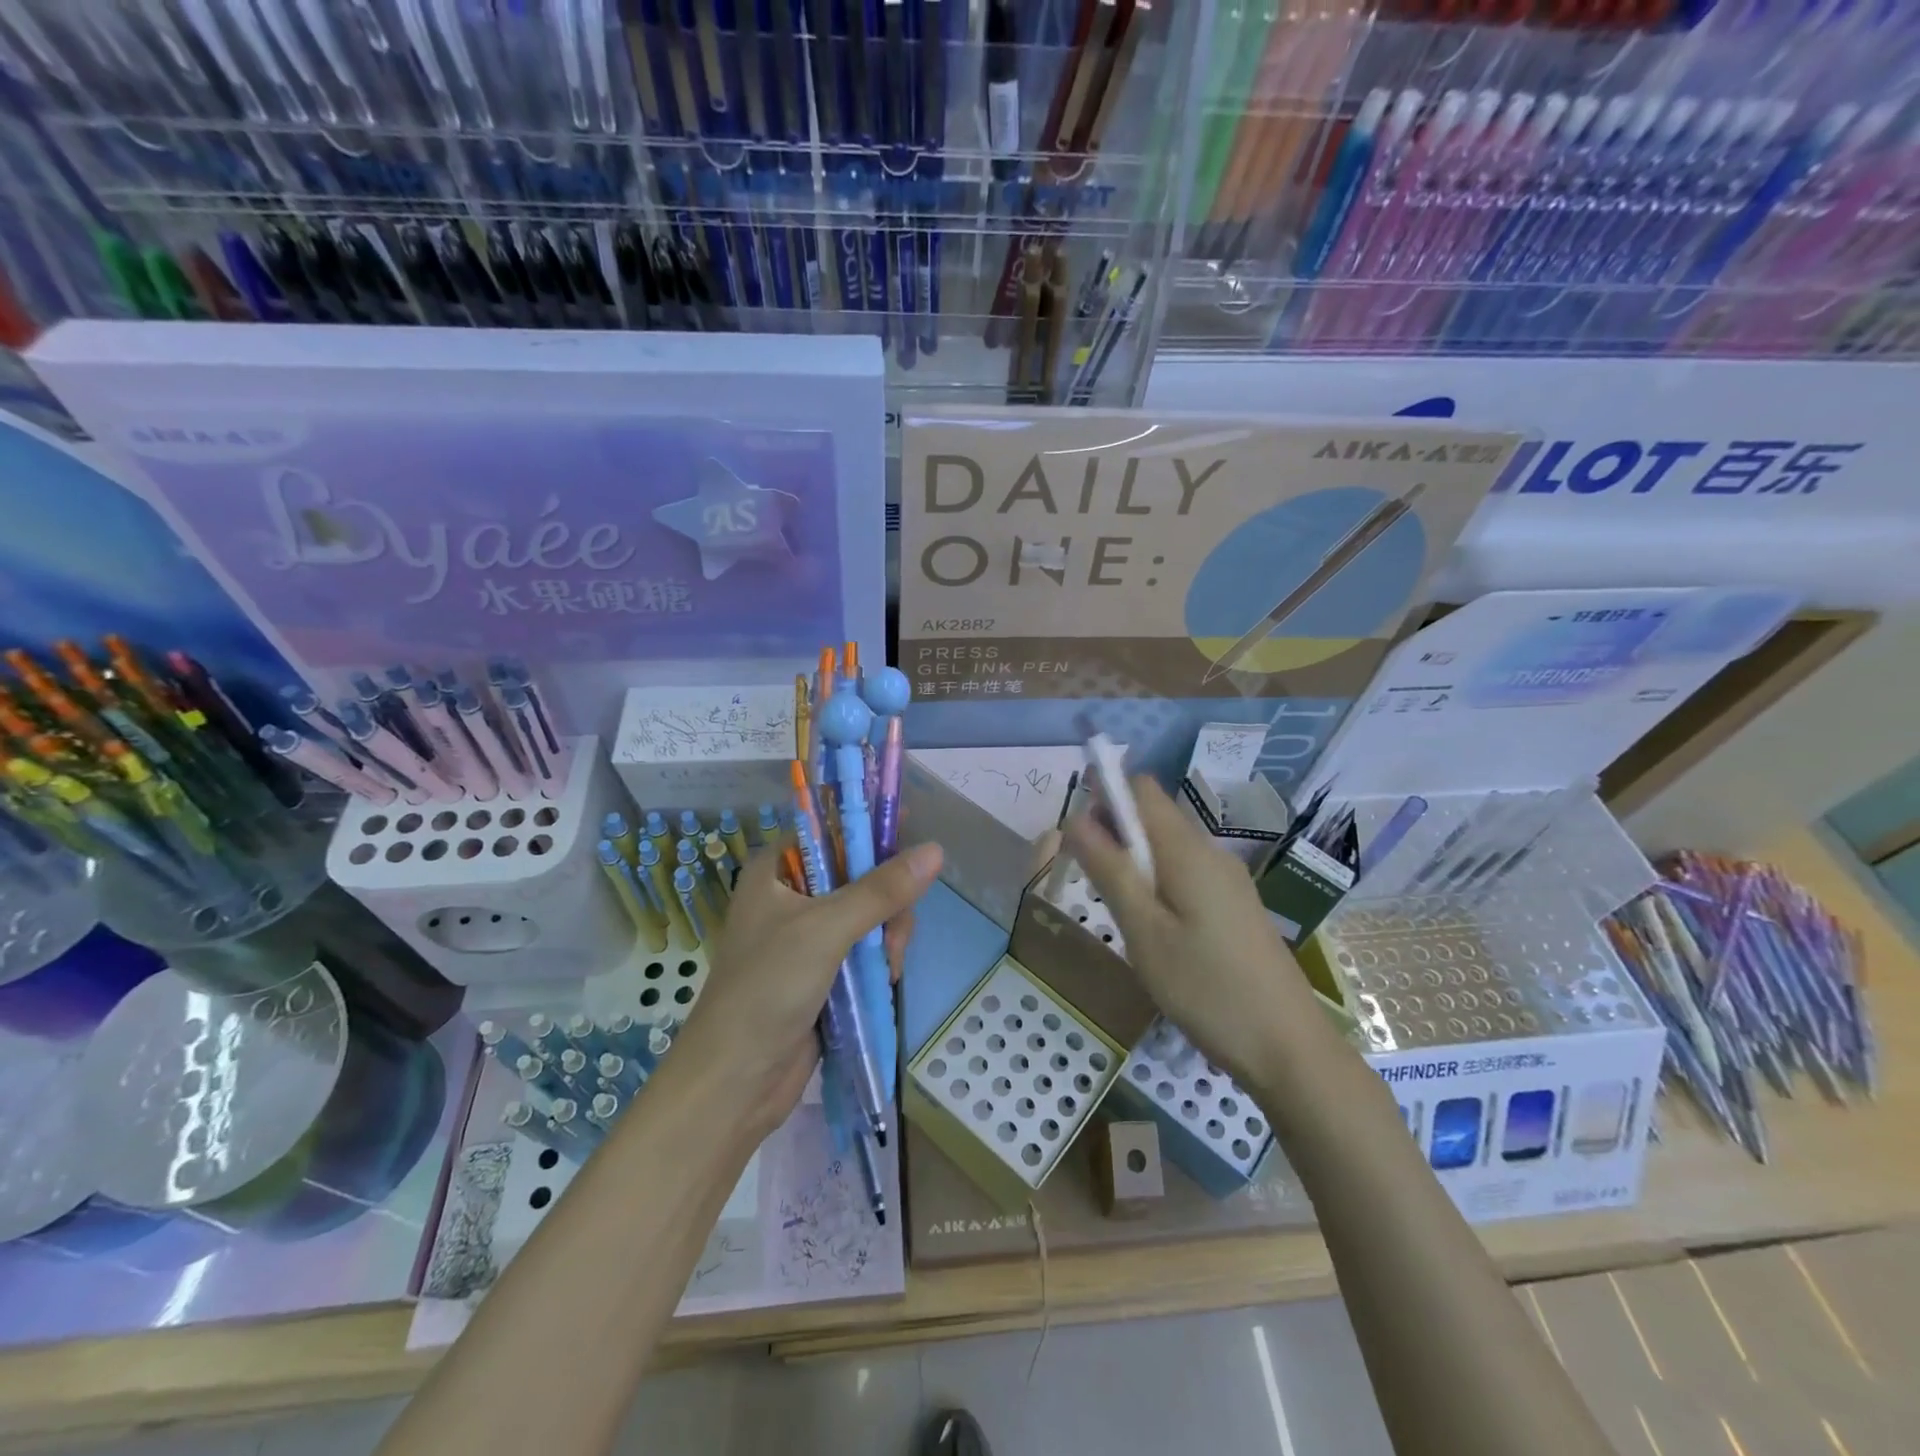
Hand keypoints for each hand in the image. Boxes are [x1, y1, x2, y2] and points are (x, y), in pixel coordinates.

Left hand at [672, 840, 943, 1136]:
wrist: (735, 1081)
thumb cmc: (768, 988)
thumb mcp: (827, 929)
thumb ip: (882, 889)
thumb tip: (936, 850)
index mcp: (775, 870)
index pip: (830, 830)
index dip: (869, 828)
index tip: (909, 833)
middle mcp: (790, 896)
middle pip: (858, 873)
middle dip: (886, 899)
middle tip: (895, 929)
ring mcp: (806, 936)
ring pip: (868, 913)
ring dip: (887, 935)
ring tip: (889, 967)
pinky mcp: (820, 971)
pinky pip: (863, 948)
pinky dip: (879, 960)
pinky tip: (885, 979)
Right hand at [1063, 777, 1328, 1087]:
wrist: (1288, 1048)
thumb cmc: (1207, 988)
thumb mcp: (1144, 930)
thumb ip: (1110, 870)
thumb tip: (1075, 818)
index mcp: (1187, 849)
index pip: (1142, 788)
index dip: (1104, 795)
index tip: (1077, 835)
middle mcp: (1210, 852)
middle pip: (1154, 815)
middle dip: (1114, 832)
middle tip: (1090, 882)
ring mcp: (1228, 880)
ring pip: (1167, 847)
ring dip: (1133, 861)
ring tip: (1117, 911)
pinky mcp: (1235, 907)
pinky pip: (1185, 873)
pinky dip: (1157, 883)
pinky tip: (1153, 929)